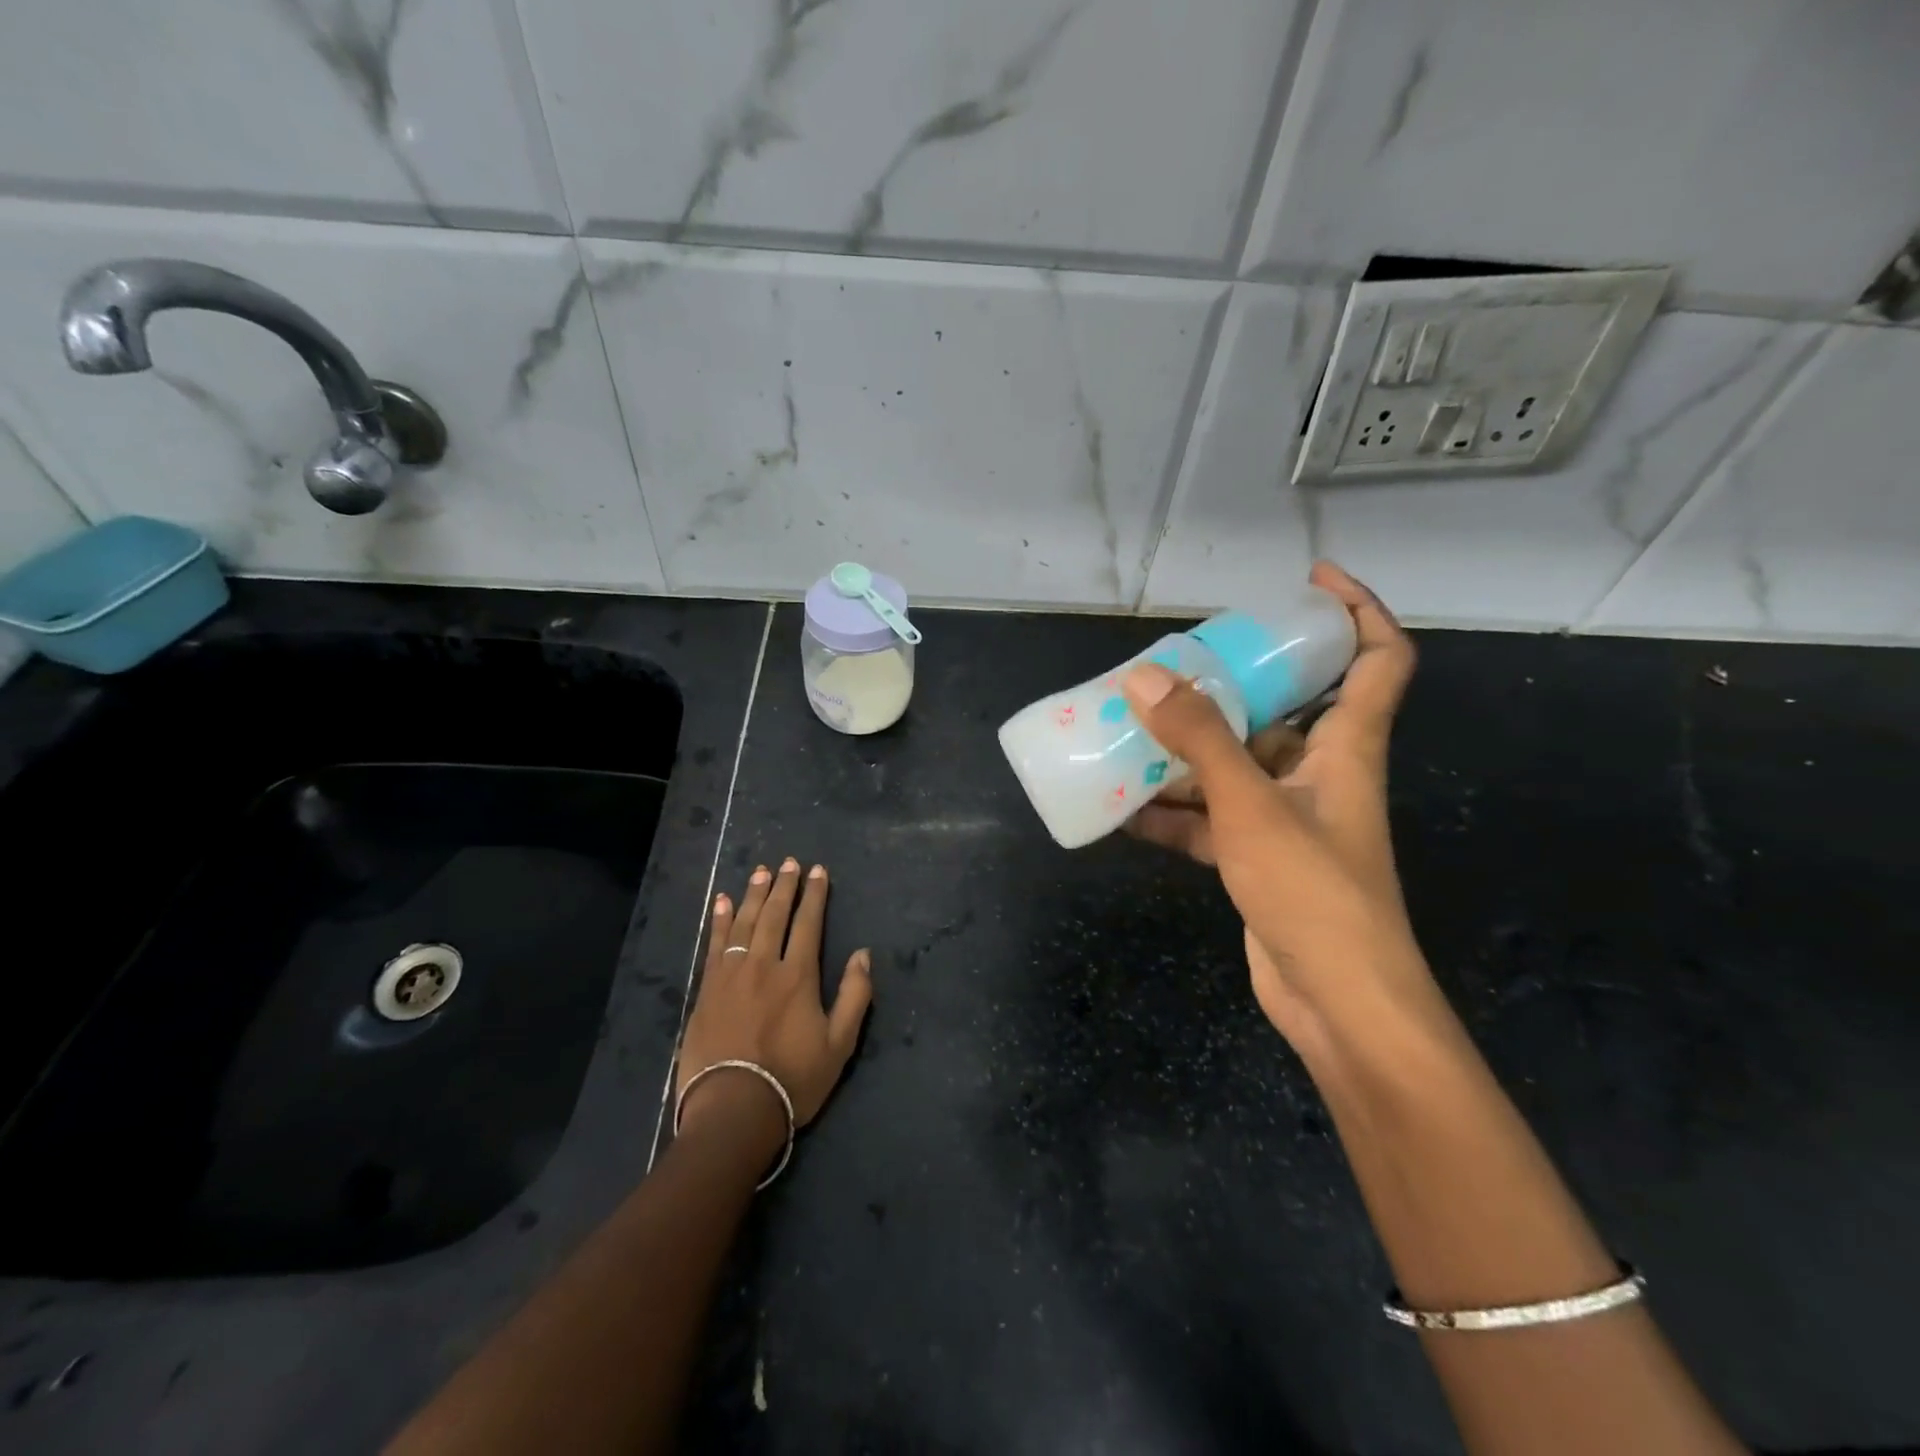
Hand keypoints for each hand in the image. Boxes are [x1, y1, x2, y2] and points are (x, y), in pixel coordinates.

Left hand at [676, 859, 872, 1137]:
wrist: (733, 1110)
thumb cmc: (792, 1080)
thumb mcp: (839, 1044)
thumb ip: (854, 996)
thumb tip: (864, 954)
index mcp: (798, 976)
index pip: (808, 923)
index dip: (814, 895)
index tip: (818, 871)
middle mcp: (764, 965)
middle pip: (775, 915)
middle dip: (784, 886)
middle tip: (789, 862)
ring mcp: (732, 975)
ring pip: (745, 923)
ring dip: (754, 894)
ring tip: (761, 871)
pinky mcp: (707, 989)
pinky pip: (715, 944)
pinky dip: (720, 920)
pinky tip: (723, 902)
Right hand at [1122, 562, 1437, 1062]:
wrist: (1338, 1003)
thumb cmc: (1313, 892)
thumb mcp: (1250, 806)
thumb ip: (1198, 740)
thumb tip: (1144, 677)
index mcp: (1346, 748)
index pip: (1378, 659)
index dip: (1357, 610)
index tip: (1311, 582)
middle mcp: (1320, 775)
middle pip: (1284, 710)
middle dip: (1232, 684)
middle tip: (1175, 665)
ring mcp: (1287, 819)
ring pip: (1234, 767)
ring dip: (1185, 754)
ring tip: (1128, 731)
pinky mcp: (1259, 859)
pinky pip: (1210, 819)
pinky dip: (1171, 813)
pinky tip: (1122, 810)